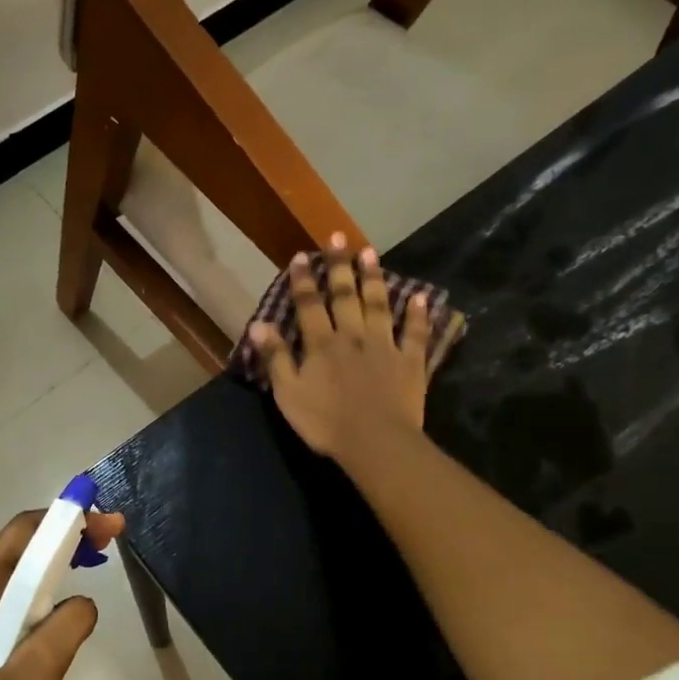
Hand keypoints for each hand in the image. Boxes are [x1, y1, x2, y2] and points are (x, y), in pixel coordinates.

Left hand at [0, 508, 125, 679]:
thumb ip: (69, 624)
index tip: (110, 525)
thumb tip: (85, 603)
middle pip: (23, 544)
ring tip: (96, 562)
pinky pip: (16, 595)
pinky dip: (47, 586)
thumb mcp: (38, 669)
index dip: (69, 518)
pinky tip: (66, 604)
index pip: (25, 530)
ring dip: (59, 559)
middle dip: (68, 534)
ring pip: (20, 570)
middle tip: (111, 541)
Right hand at [250, 235, 431, 460]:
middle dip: (340, 266)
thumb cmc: (325, 422)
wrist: (375, 442)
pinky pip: (414, 334)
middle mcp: (353, 336)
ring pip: (378, 305)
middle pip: (346, 295)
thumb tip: (258, 324)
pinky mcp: (410, 362)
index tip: (301, 256)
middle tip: (338, 237)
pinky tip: (420, 297)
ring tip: (371, 252)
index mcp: (321, 344)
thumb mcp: (288, 394)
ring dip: (374, 278)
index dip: (304, 280)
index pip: (309, 305)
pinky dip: (418, 315)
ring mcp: (384, 346)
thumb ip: (275, 358)